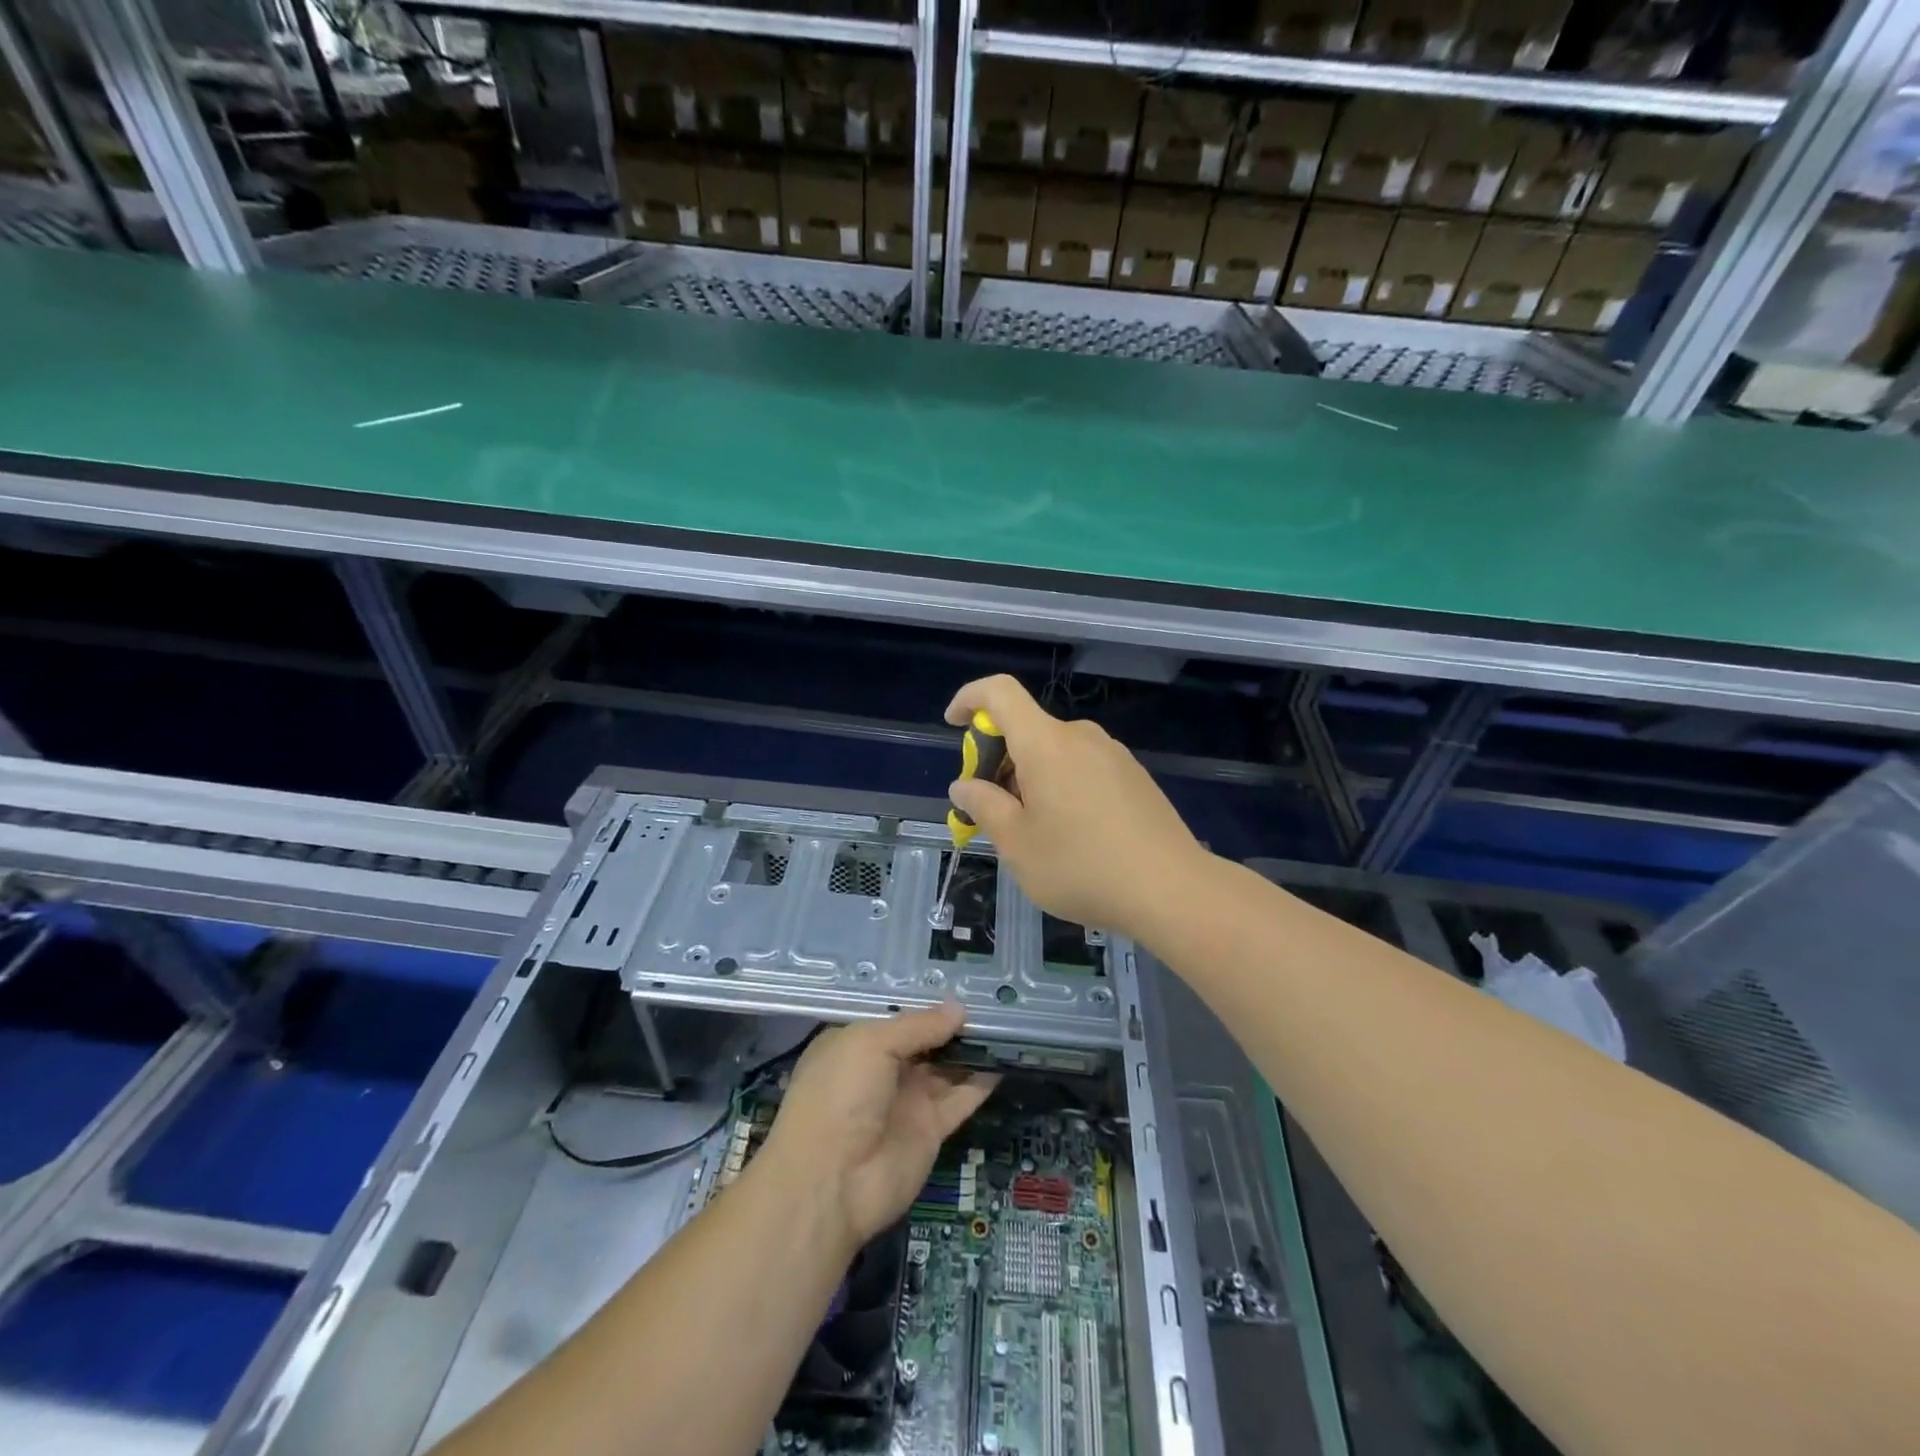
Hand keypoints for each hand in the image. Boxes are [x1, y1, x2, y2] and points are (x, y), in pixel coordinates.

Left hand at [760, 1002, 996, 1248]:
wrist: (831, 1182)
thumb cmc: (840, 1095)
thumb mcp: (872, 1043)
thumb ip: (918, 1025)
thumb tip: (958, 1008)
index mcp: (857, 1044)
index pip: (897, 1019)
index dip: (926, 1006)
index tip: (962, 989)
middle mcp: (882, 1070)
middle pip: (925, 1043)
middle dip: (953, 1026)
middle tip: (993, 1006)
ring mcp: (907, 1102)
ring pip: (946, 1069)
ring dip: (972, 1051)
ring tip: (1007, 1027)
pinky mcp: (930, 1131)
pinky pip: (960, 1100)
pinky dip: (981, 1083)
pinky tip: (1006, 1060)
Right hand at [945, 674, 1210, 941]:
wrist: (1172, 890)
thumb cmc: (1082, 866)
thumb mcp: (1017, 844)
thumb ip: (984, 806)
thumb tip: (964, 785)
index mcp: (1046, 743)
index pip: (999, 692)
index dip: (969, 699)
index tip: (954, 726)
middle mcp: (1081, 736)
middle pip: (1027, 729)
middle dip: (998, 760)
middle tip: (992, 813)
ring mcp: (1113, 755)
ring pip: (1055, 752)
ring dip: (1030, 778)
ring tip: (1033, 834)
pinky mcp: (1134, 777)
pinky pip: (1082, 767)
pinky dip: (1061, 786)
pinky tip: (1072, 836)